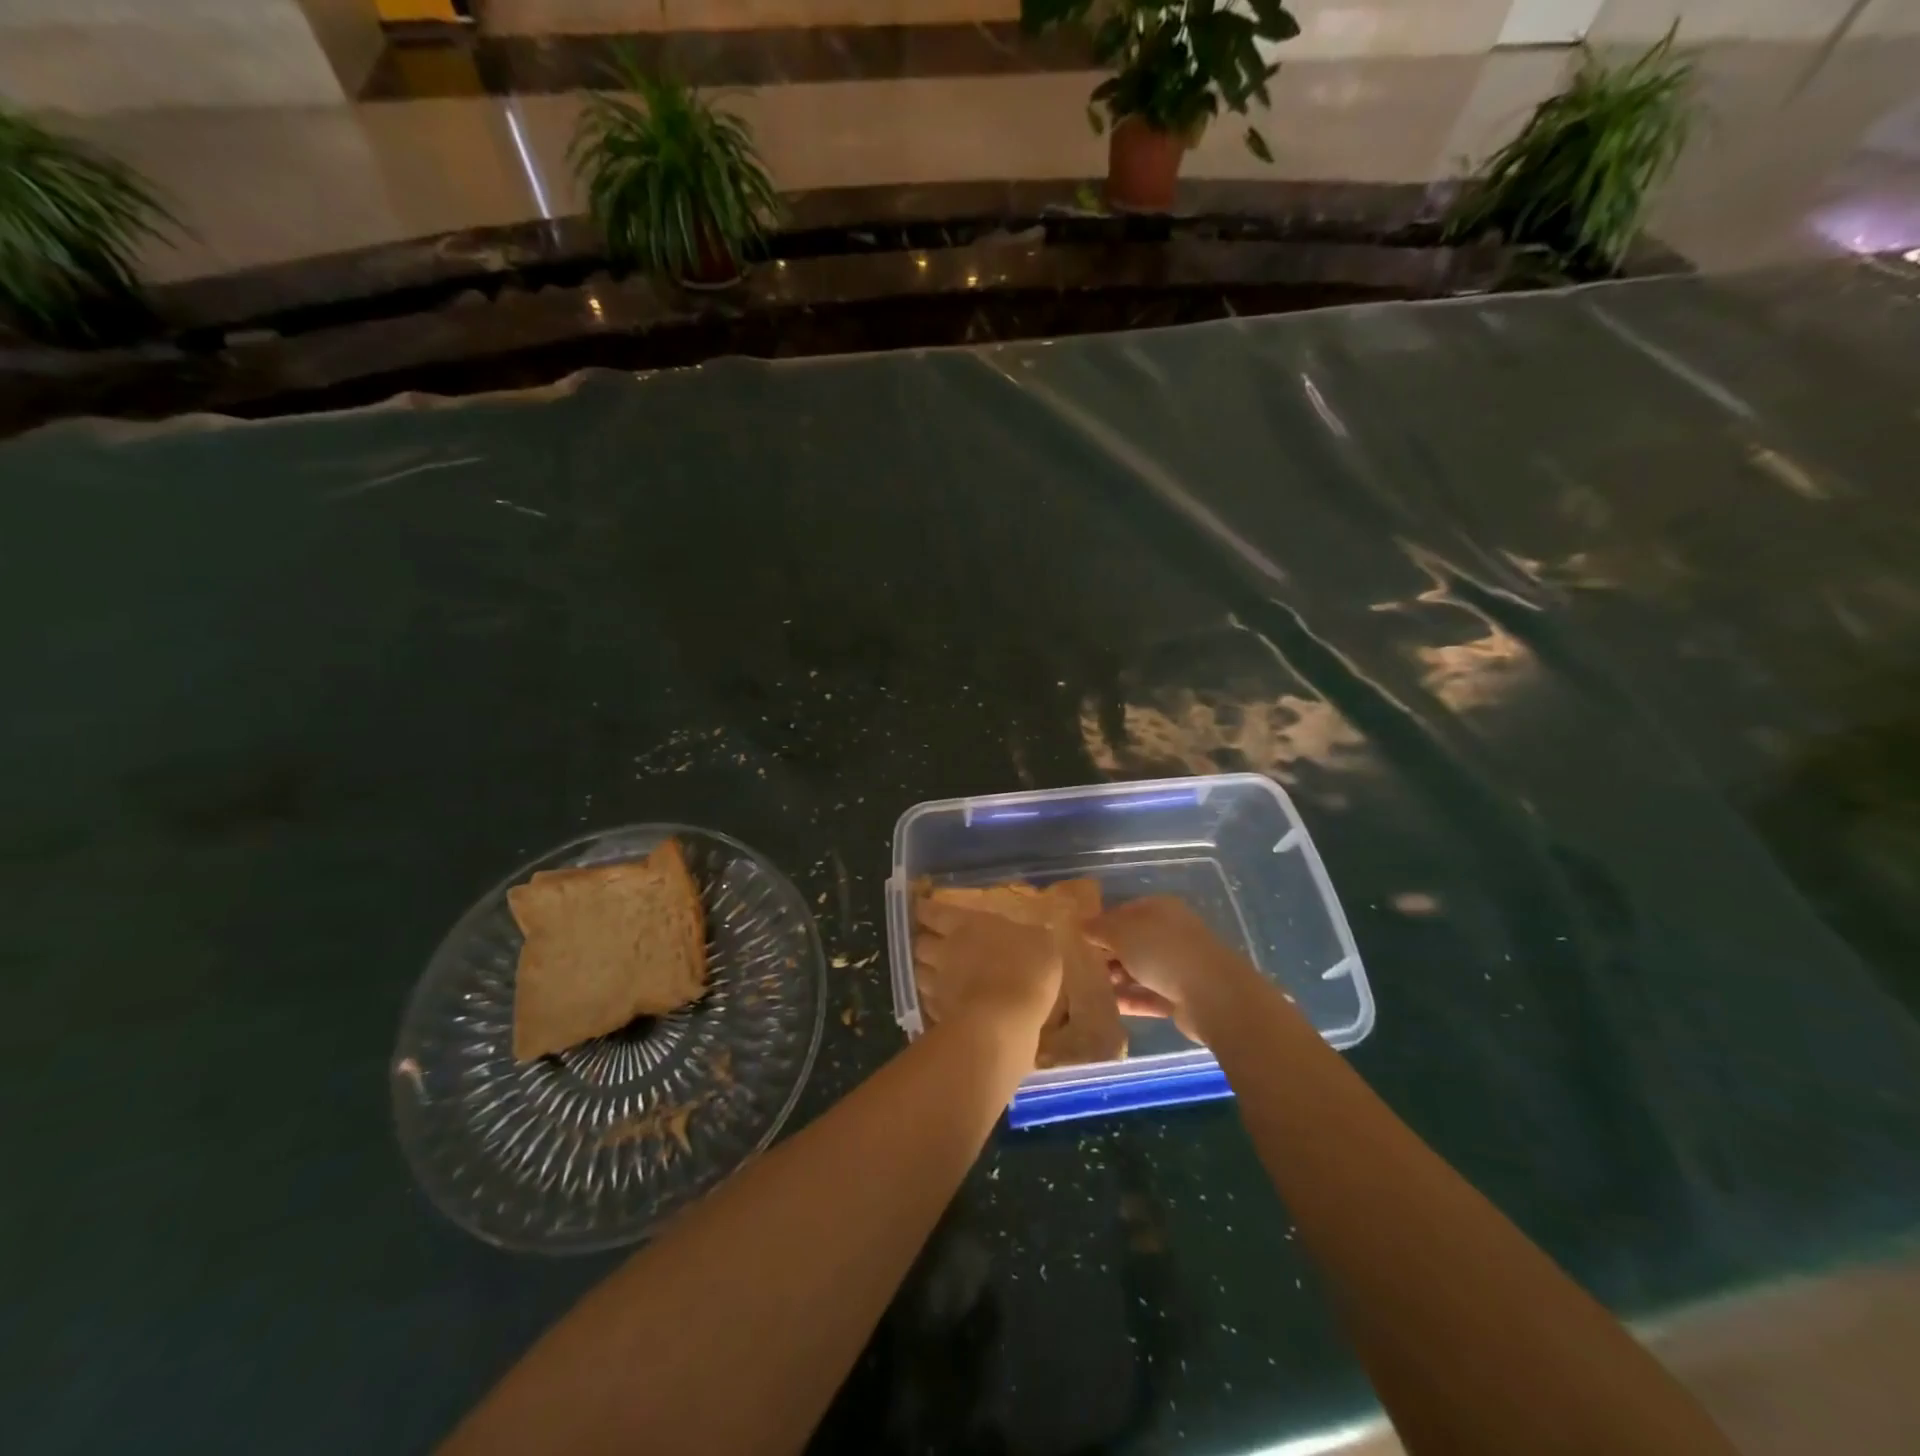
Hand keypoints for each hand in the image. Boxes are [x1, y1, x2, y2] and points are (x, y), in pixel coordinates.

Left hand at [913, 899, 1062, 1049]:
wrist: (1005, 1022)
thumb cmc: (1026, 971)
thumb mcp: (1042, 944)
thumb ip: (1032, 937)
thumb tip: (1035, 932)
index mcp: (965, 925)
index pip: (933, 911)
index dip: (924, 908)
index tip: (919, 906)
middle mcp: (945, 951)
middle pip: (919, 942)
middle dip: (921, 940)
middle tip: (927, 940)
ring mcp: (938, 985)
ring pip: (918, 973)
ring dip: (923, 971)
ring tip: (930, 972)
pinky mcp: (939, 1015)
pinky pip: (928, 1003)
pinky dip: (932, 1000)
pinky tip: (940, 1003)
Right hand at [1084, 896, 1258, 1042]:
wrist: (1212, 995)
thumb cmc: (1162, 951)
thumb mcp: (1121, 932)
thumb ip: (1098, 928)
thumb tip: (1080, 925)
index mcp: (1160, 909)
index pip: (1124, 911)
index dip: (1100, 923)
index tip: (1077, 938)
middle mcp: (1170, 933)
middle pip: (1132, 941)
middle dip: (1107, 953)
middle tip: (1080, 966)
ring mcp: (1178, 966)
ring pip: (1139, 969)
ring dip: (1116, 978)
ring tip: (1087, 988)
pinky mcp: (1181, 996)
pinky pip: (1148, 995)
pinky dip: (1129, 999)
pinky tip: (1106, 1007)